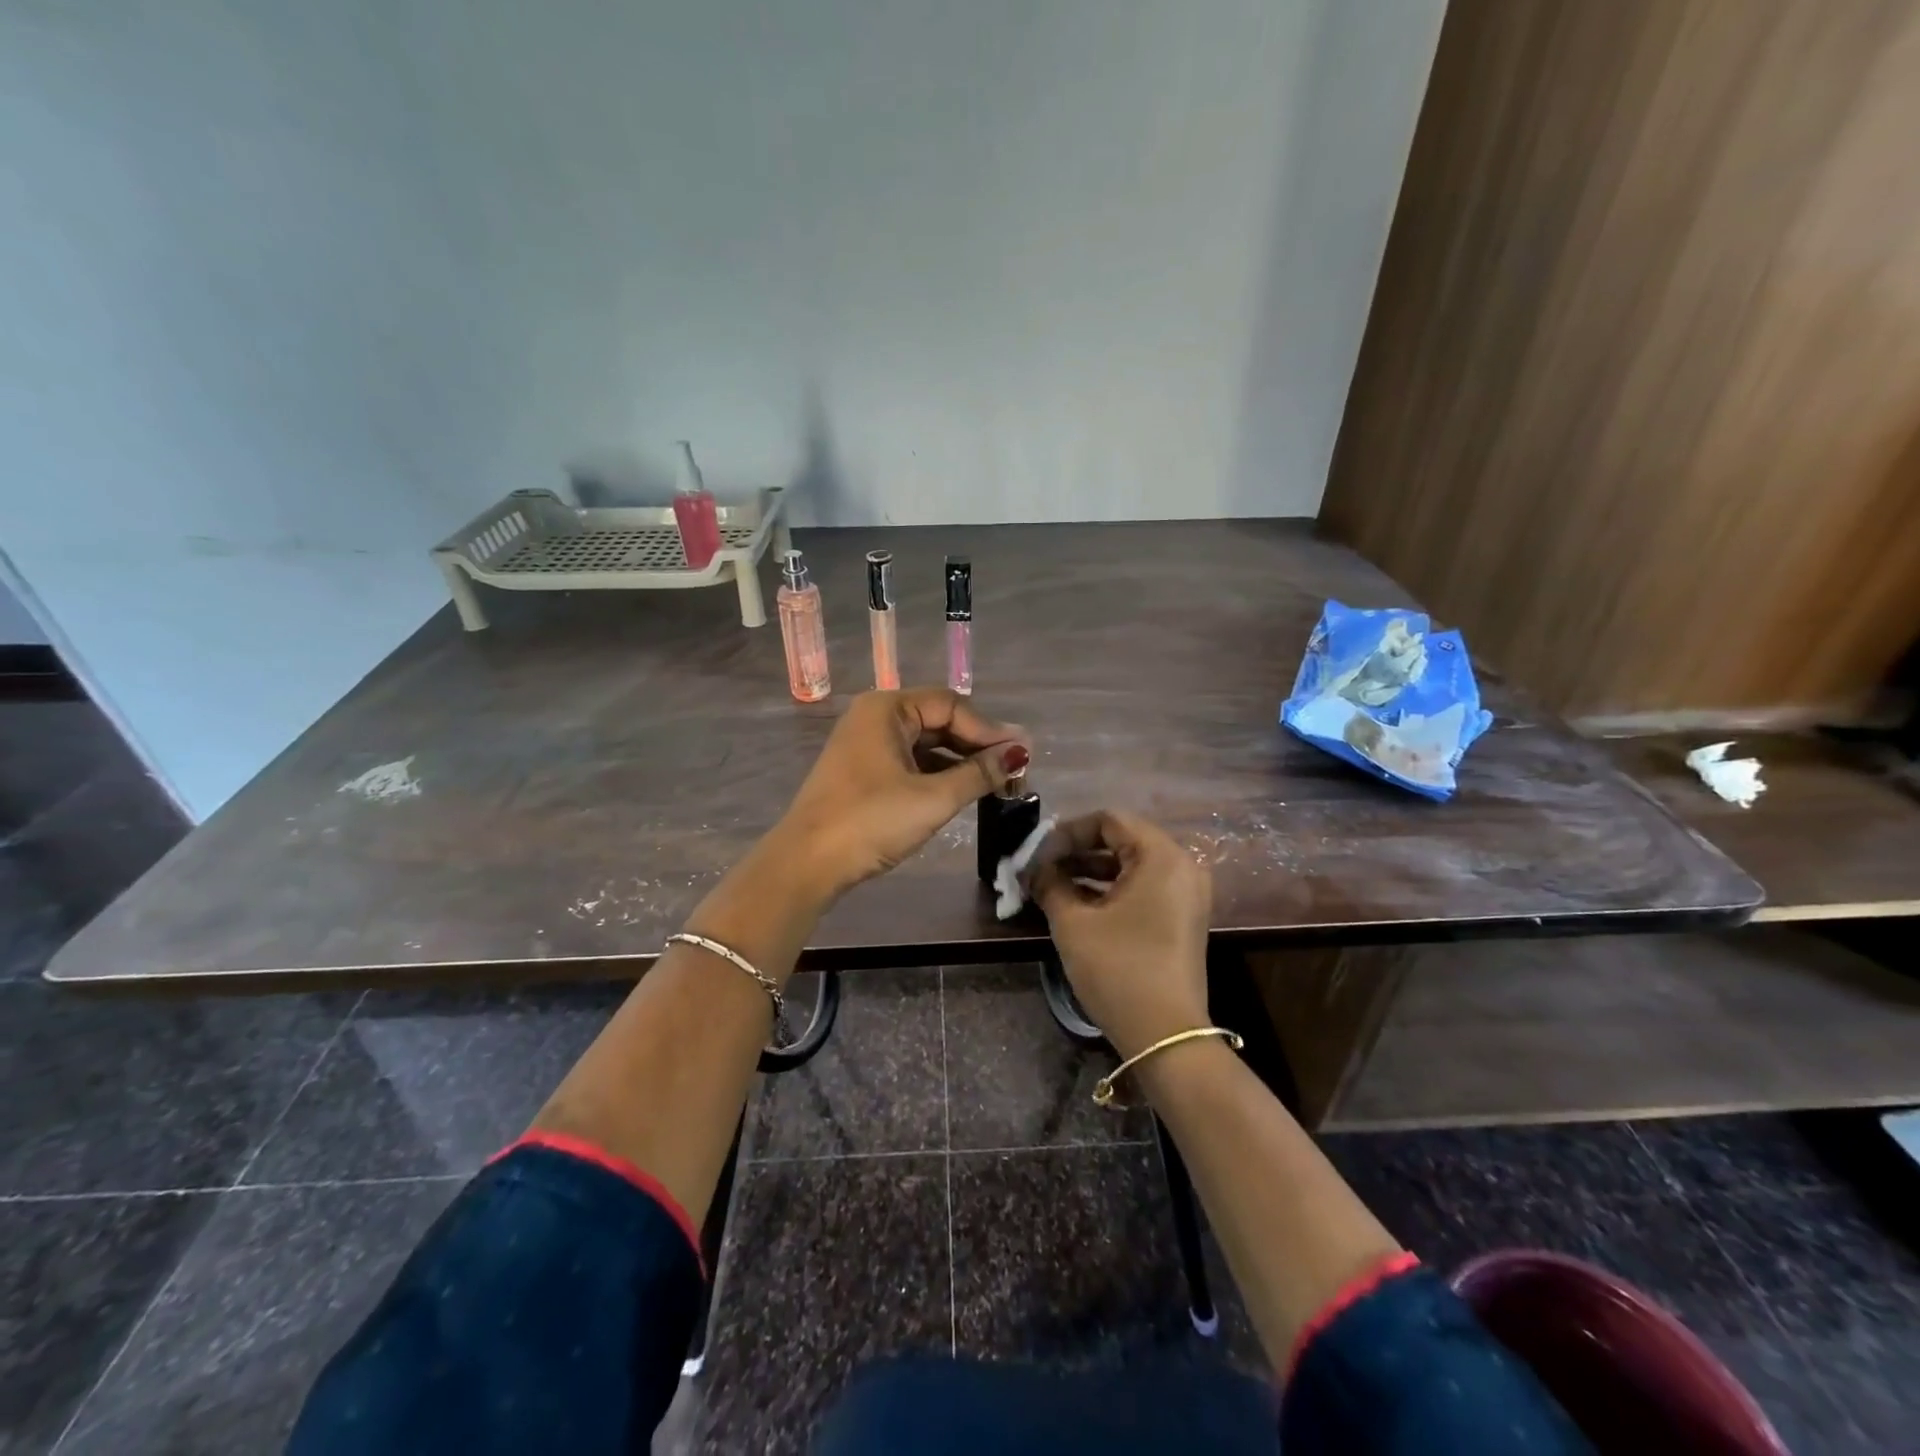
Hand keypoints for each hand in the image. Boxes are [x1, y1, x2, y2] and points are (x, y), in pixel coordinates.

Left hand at [774, 688, 1027, 901]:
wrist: (807, 864)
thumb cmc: (871, 822)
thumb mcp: (933, 798)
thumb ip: (980, 773)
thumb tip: (1020, 752)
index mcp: (887, 708)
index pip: (951, 705)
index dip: (989, 730)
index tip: (1022, 756)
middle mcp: (875, 717)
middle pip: (938, 720)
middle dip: (977, 745)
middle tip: (1014, 770)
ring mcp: (865, 744)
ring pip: (925, 743)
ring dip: (959, 761)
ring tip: (995, 783)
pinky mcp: (862, 772)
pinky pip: (909, 761)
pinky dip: (937, 774)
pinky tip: (960, 791)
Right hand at [1029, 810, 1210, 1058]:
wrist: (1166, 1037)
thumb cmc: (1119, 969)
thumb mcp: (1074, 923)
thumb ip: (1050, 884)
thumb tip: (1034, 869)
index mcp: (1161, 856)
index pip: (1108, 821)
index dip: (1066, 832)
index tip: (1036, 853)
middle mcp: (1181, 866)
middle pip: (1121, 840)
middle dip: (1075, 851)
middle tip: (1039, 867)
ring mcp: (1185, 894)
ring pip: (1130, 865)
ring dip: (1089, 870)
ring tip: (1050, 885)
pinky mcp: (1182, 918)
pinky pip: (1142, 887)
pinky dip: (1109, 889)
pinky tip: (1076, 903)